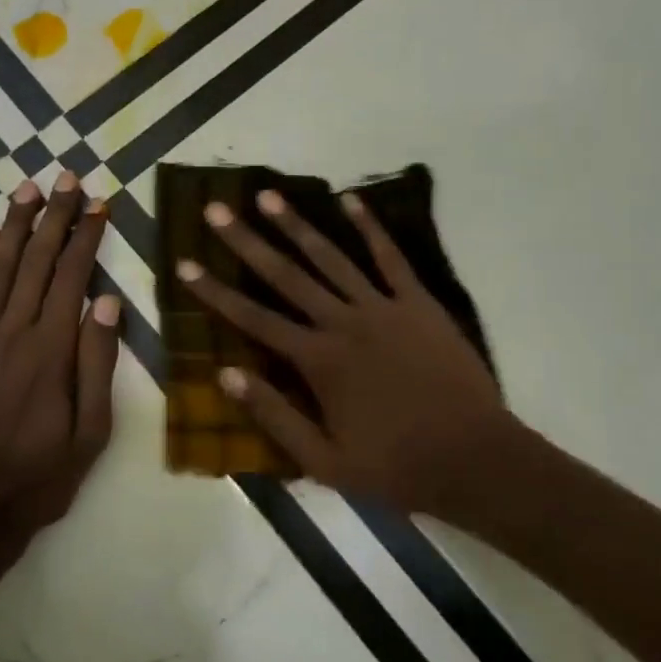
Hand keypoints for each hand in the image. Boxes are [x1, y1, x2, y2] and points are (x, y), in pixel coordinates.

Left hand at [0, 173, 119, 560]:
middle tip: (66, 177)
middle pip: (36, 261)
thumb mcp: (90, 433)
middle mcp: (11, 333)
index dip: (87, 236)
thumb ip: (97, 364)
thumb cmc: (38, 478)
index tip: (98, 204)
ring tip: (28, 190)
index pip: (73, 277)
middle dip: (54, 216)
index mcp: (50, 351)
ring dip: (14, 226)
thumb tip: (107, 303)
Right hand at [177, 188, 511, 517]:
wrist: (475, 459)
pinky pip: (391, 258)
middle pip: (285, 275)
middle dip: (246, 241)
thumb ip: (274, 415)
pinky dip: (371, 227)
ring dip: (296, 224)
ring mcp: (383, 307)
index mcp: (318, 361)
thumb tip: (225, 374)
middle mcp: (343, 322)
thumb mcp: (324, 461)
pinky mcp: (418, 302)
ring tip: (267, 195)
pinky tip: (351, 200)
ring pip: (330, 257)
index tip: (185, 263)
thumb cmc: (396, 466)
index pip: (253, 318)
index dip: (215, 292)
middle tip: (216, 209)